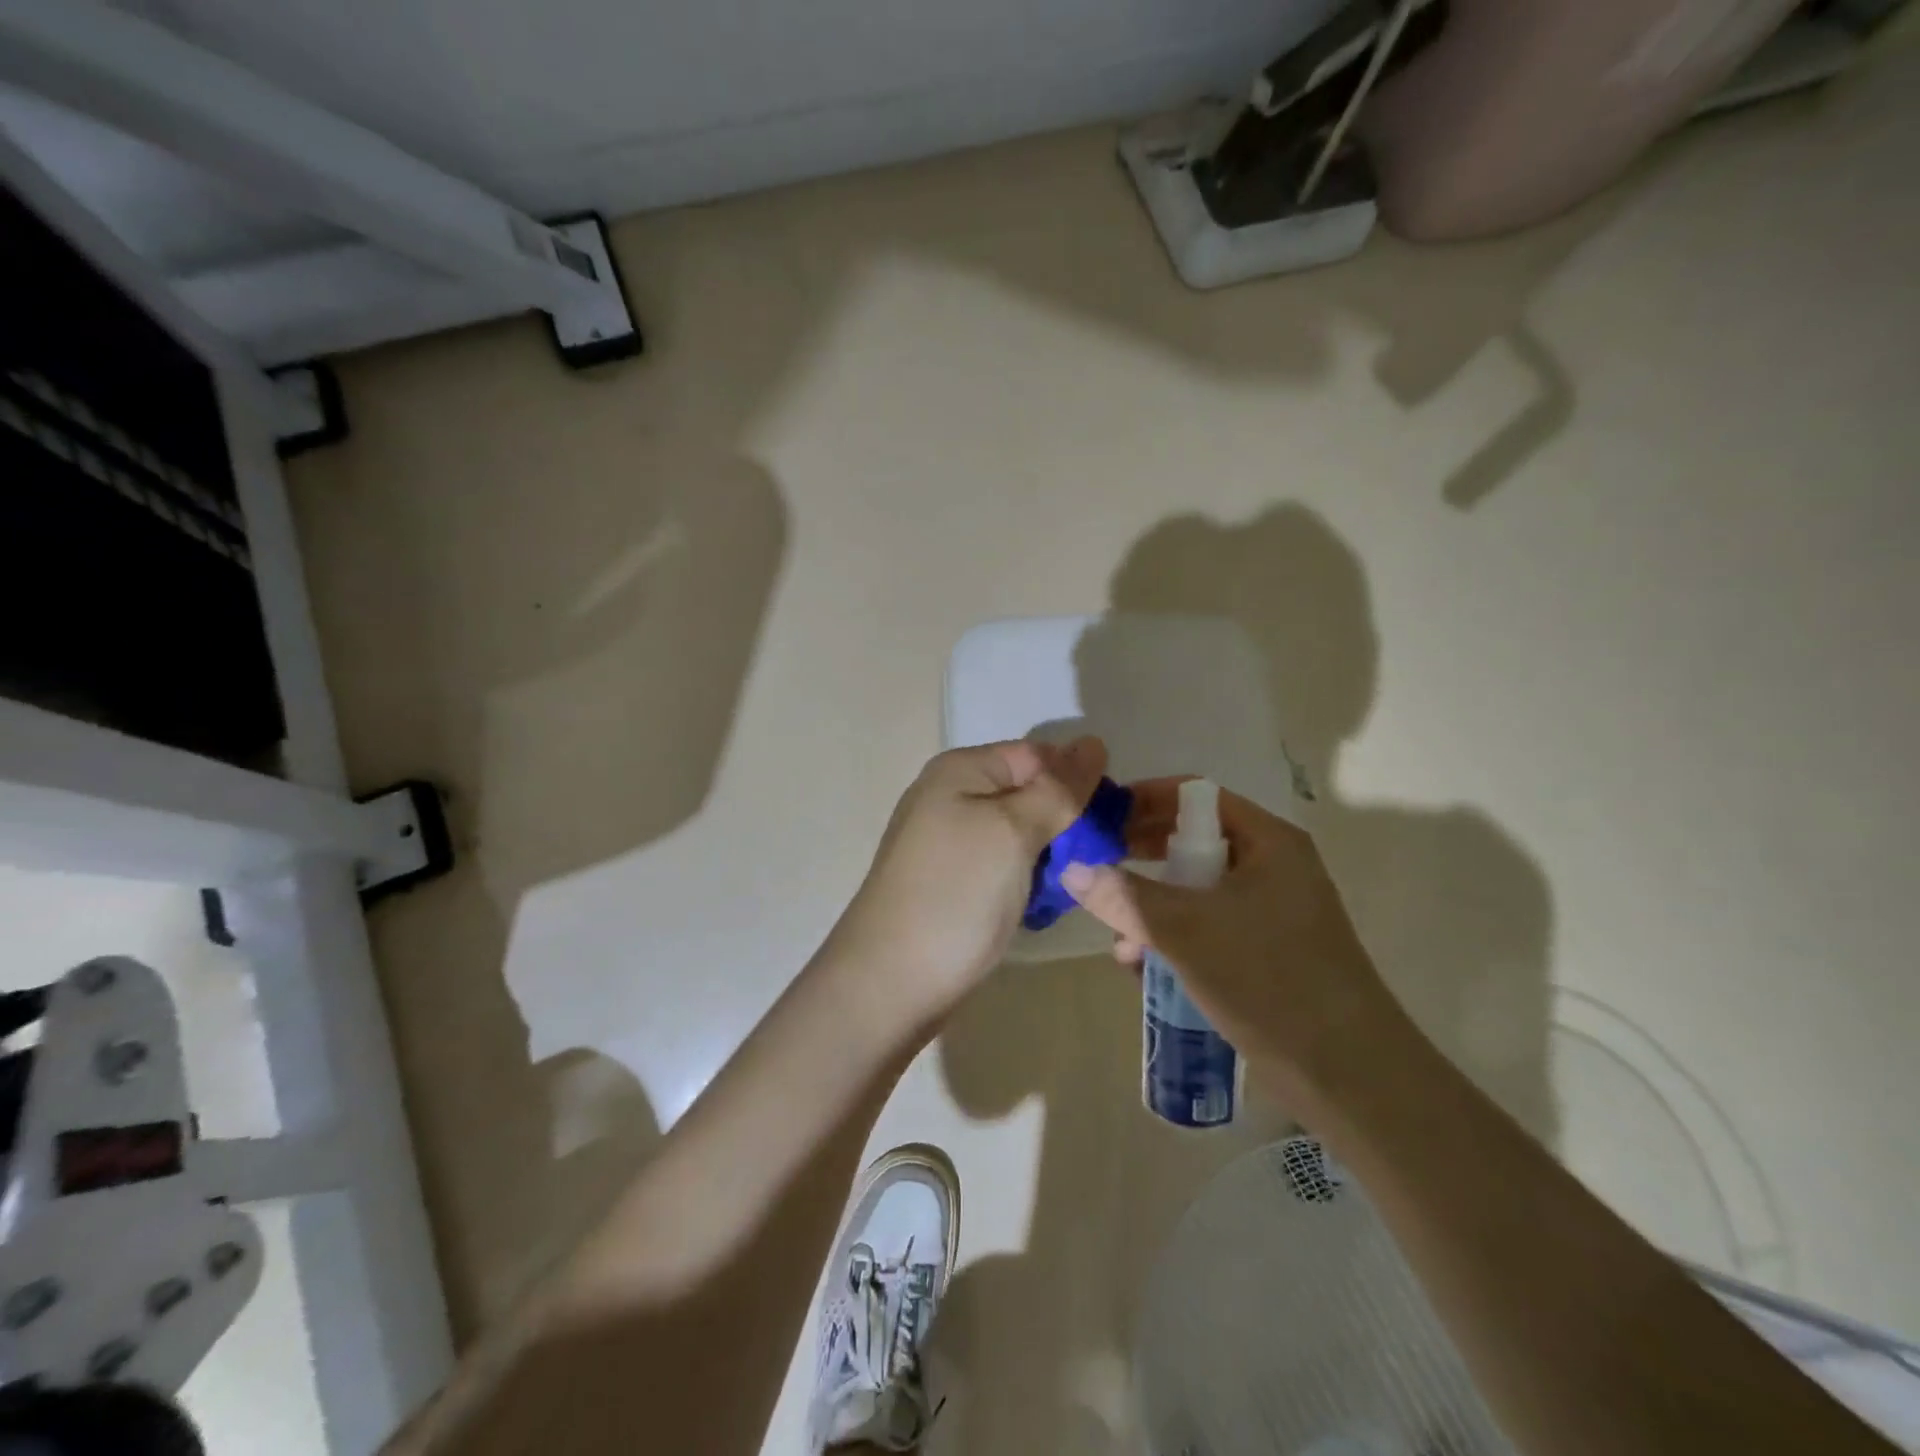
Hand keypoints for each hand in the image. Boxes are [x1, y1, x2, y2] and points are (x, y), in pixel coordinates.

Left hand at [831, 737, 1109, 1024]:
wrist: (890, 983)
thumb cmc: (956, 894)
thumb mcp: (1012, 830)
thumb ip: (1057, 788)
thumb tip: (1092, 743)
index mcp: (962, 770)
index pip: (1038, 755)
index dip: (1079, 781)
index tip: (1114, 822)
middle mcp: (953, 796)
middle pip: (1031, 793)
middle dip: (1070, 822)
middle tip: (1103, 860)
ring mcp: (951, 843)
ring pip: (1023, 835)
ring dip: (1054, 856)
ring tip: (1076, 887)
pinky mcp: (956, 883)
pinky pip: (1006, 867)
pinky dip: (1030, 880)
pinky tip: (1044, 906)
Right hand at [1062, 780, 1404, 1109]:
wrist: (1348, 1075)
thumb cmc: (1268, 980)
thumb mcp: (1186, 930)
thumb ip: (1124, 896)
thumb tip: (1071, 869)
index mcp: (1268, 842)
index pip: (1195, 797)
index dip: (1144, 801)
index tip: (1099, 820)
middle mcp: (1272, 867)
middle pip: (1191, 842)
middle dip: (1141, 858)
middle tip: (1097, 871)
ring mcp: (1270, 912)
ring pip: (1195, 890)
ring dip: (1151, 906)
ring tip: (1117, 937)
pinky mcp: (1264, 952)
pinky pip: (1207, 926)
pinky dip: (1173, 937)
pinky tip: (1140, 967)